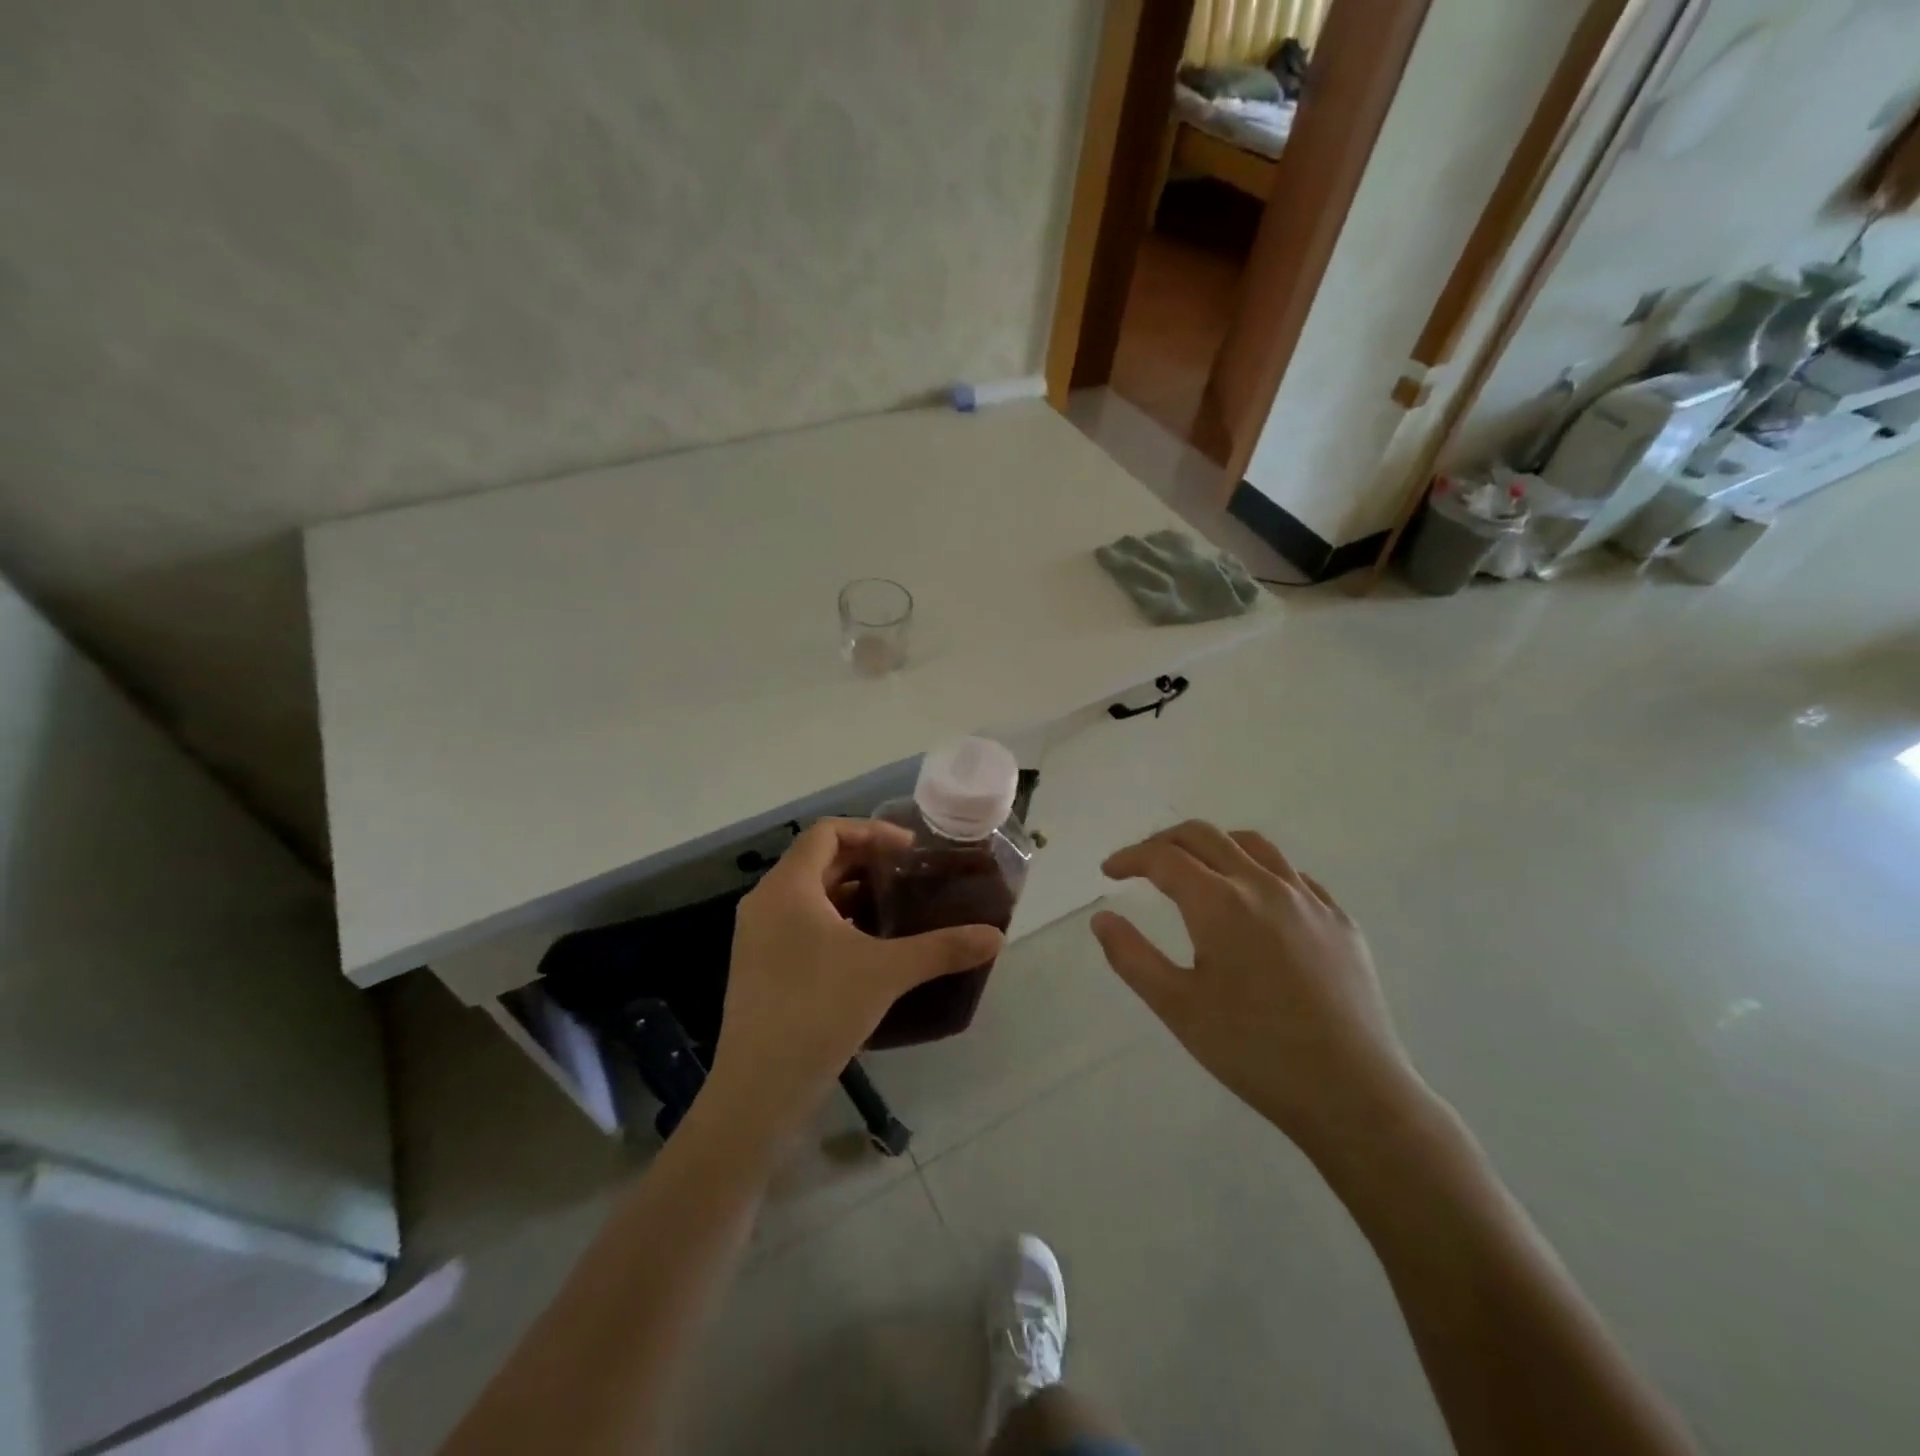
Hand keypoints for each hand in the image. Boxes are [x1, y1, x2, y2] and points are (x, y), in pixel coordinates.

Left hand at [707, 818, 1004, 1135]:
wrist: (759, 1087)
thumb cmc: (819, 1010)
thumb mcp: (887, 972)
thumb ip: (942, 948)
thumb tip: (995, 936)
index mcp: (788, 886)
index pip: (827, 832)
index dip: (871, 831)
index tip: (909, 850)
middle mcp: (766, 902)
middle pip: (818, 861)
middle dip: (865, 862)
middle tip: (909, 877)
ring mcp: (757, 937)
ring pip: (809, 895)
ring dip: (851, 894)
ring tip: (895, 909)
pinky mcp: (760, 968)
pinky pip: (800, 925)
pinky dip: (835, 922)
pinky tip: (868, 948)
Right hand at [1090, 821, 1424, 1157]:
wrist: (1353, 1092)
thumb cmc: (1253, 1052)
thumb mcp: (1177, 1008)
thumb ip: (1132, 957)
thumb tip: (1102, 917)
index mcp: (1220, 903)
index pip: (1163, 858)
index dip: (1130, 858)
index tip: (1109, 871)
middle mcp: (1264, 885)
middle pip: (1205, 836)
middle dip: (1165, 841)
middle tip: (1142, 864)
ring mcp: (1309, 899)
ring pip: (1253, 845)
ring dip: (1214, 845)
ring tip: (1196, 868)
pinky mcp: (1341, 921)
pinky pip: (1293, 875)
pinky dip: (1259, 869)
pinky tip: (1256, 900)